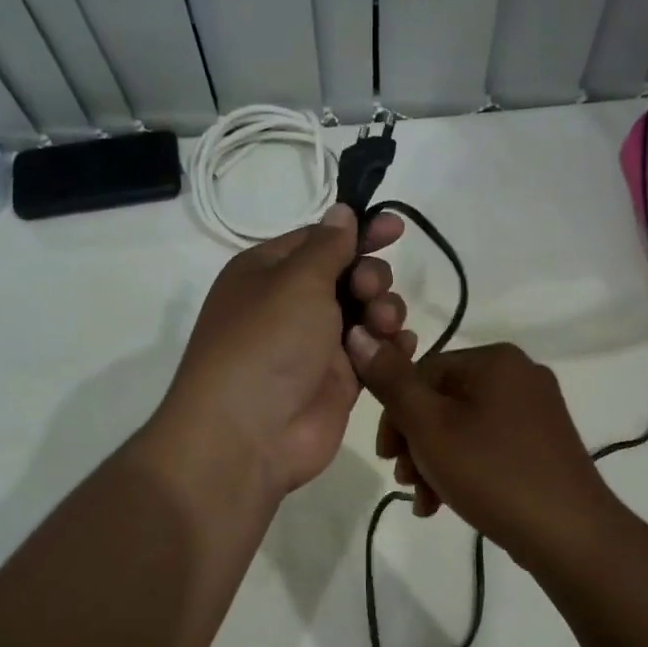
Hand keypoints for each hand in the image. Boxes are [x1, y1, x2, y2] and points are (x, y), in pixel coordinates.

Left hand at [159, 206, 415, 498]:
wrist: (249, 435)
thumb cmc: (266, 343)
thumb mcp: (296, 281)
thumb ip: (327, 246)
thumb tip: (340, 211)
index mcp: (269, 272)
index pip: (320, 240)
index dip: (359, 232)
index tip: (397, 228)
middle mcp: (292, 305)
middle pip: (349, 275)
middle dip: (371, 277)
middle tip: (369, 291)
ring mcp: (317, 346)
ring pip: (368, 313)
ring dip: (384, 311)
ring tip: (381, 326)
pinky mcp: (340, 382)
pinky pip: (374, 352)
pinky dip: (390, 347)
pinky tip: (398, 346)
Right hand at [345, 332, 617, 563]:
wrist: (570, 534)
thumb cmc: (492, 473)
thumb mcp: (430, 427)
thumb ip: (391, 382)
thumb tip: (358, 334)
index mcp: (495, 360)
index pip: (422, 372)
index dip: (394, 415)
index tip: (386, 457)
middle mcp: (520, 374)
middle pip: (442, 400)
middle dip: (415, 443)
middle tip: (404, 480)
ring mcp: (537, 410)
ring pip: (463, 426)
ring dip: (433, 461)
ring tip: (425, 500)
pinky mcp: (544, 443)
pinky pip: (489, 444)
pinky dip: (463, 468)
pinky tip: (446, 504)